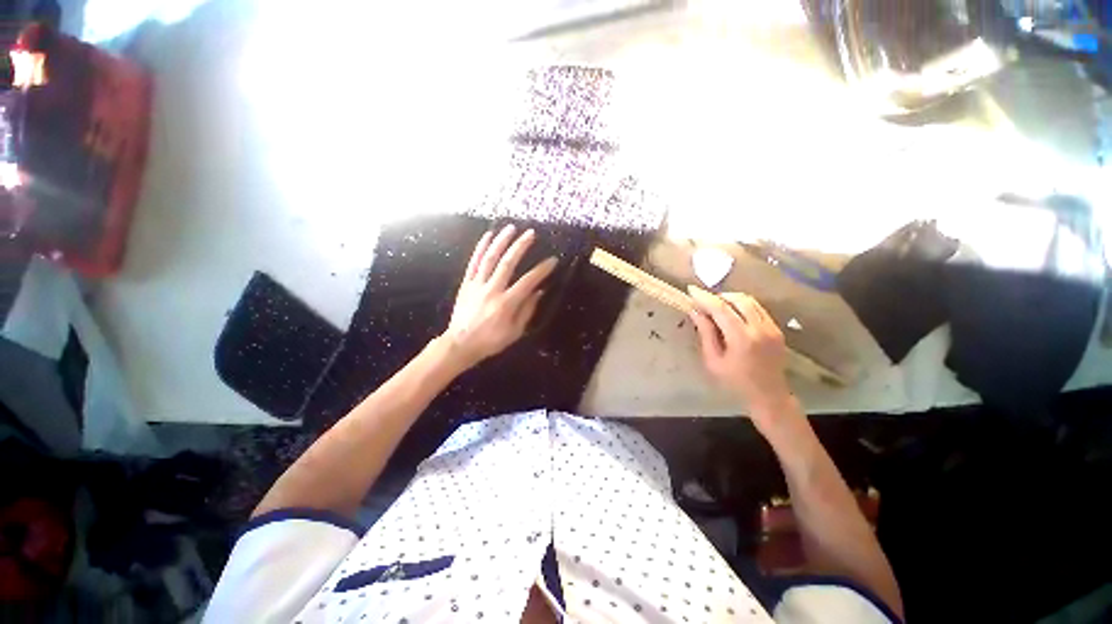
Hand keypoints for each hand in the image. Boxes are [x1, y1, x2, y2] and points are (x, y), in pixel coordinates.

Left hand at [441, 225, 556, 369]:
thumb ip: (527, 310)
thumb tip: (539, 291)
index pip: (528, 282)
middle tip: (531, 233)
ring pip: (489, 258)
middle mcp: (492, 290)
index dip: (541, 270)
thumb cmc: (491, 340)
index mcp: (506, 304)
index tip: (552, 260)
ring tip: (511, 228)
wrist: (460, 344)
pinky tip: (488, 236)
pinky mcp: (466, 283)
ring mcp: (477, 285)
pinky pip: (474, 262)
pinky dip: (481, 247)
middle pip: (507, 263)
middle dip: (520, 246)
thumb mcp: (515, 332)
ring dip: (501, 241)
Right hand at [687, 285, 793, 416]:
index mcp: (741, 338)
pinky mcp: (777, 329)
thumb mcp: (713, 361)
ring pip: (750, 301)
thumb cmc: (735, 382)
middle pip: (739, 299)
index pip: (721, 308)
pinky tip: (733, 314)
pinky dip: (743, 306)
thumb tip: (696, 312)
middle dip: (719, 296)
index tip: (691, 290)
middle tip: (704, 301)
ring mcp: (771, 328)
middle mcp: (760, 328)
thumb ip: (706, 334)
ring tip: (717, 306)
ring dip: (731, 299)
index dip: (704, 297)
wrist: (769, 396)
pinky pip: (758, 309)